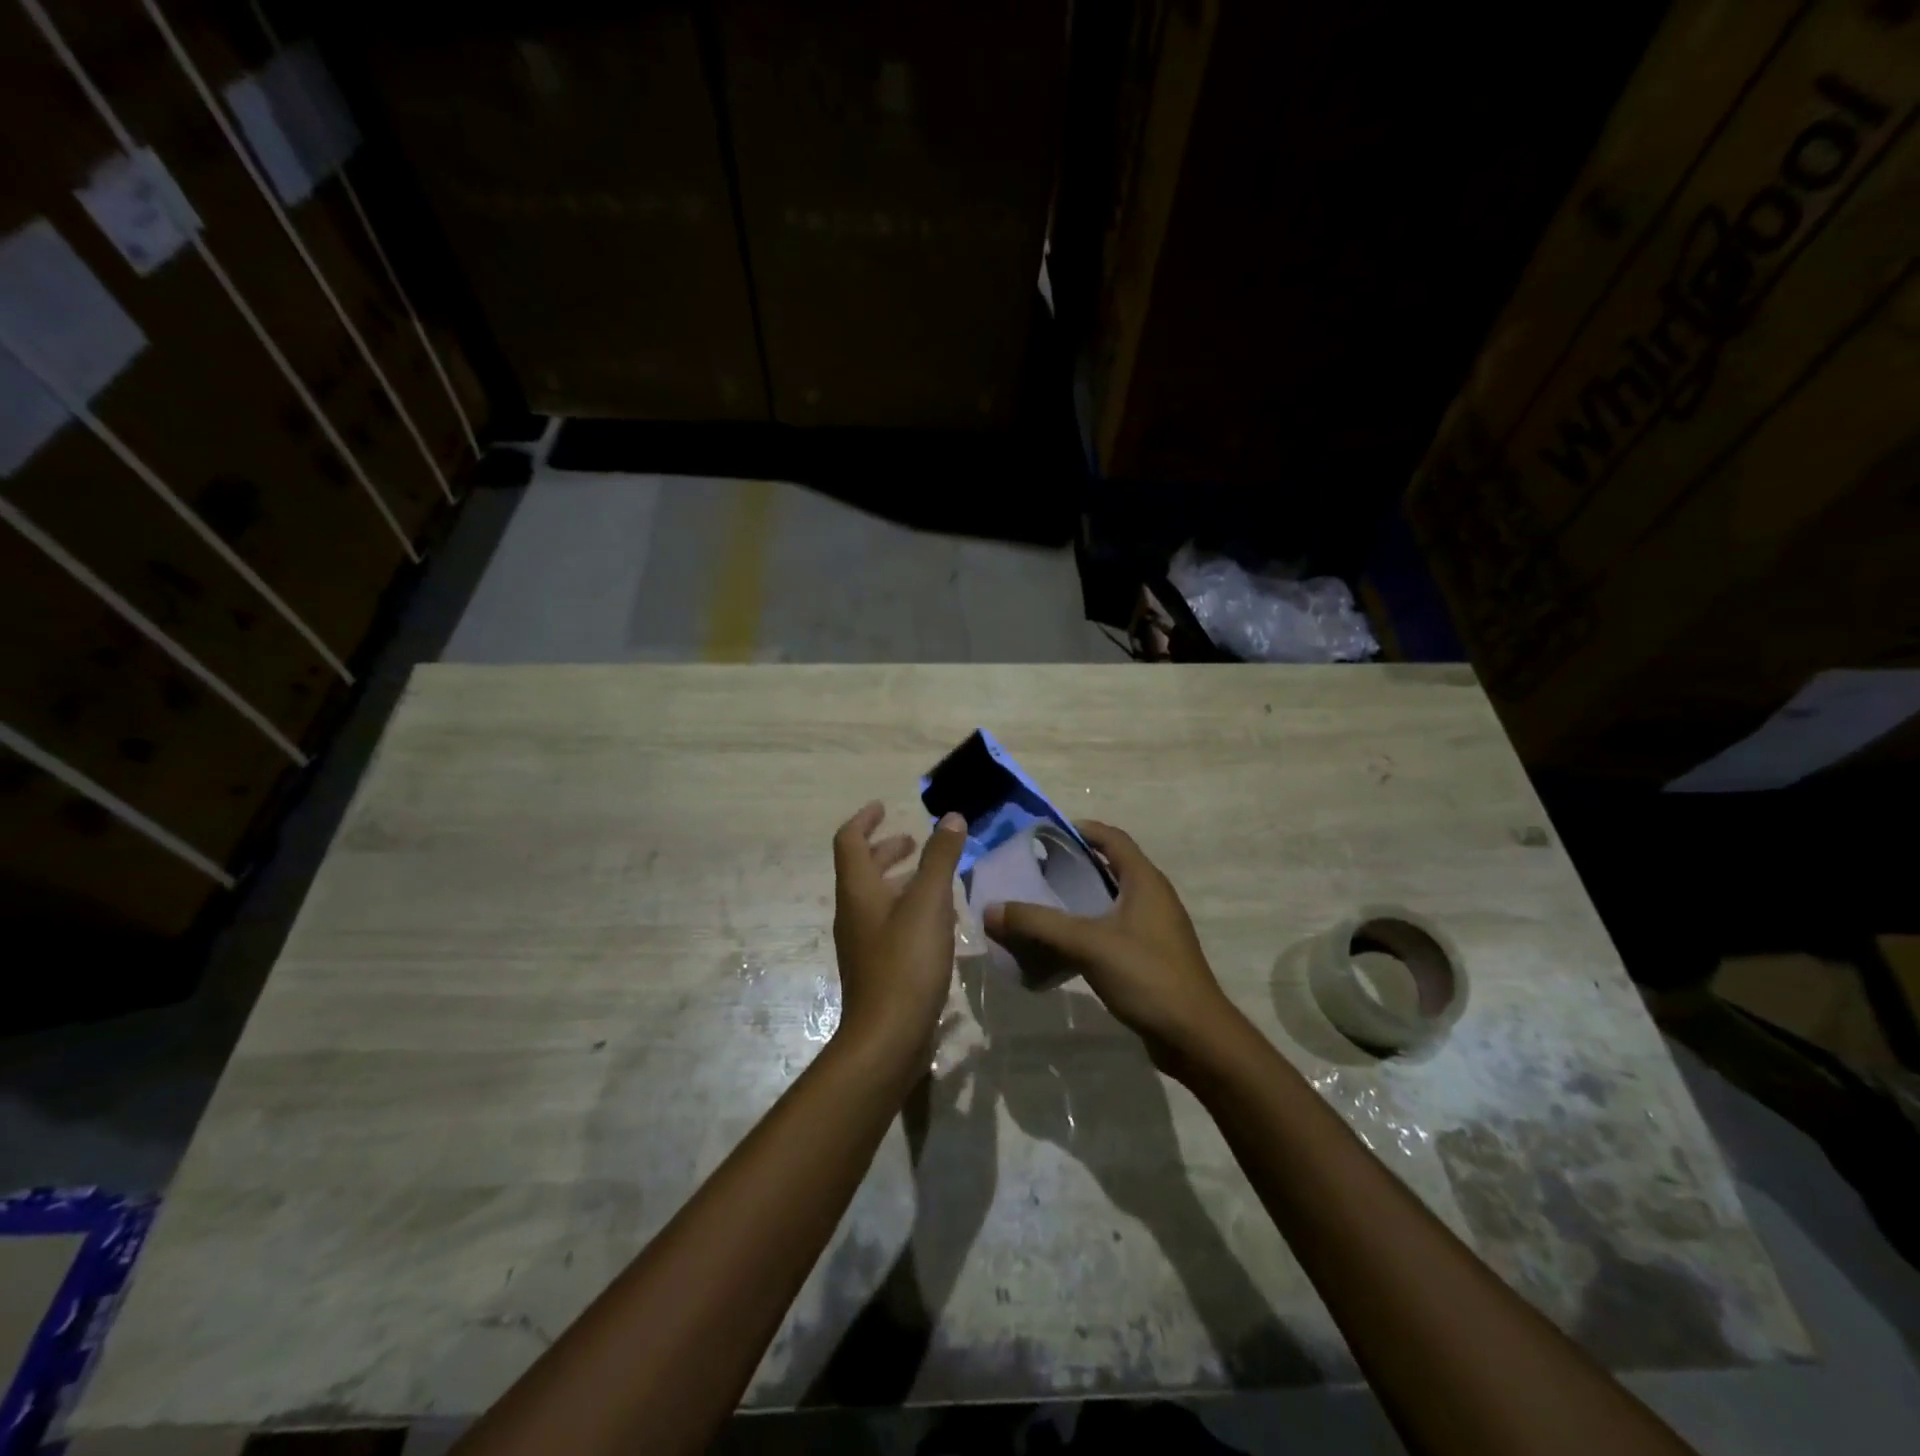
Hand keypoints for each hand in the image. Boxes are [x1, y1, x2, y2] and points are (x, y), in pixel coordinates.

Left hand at [832, 802, 967, 1065]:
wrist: (888, 1036)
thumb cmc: (906, 960)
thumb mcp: (929, 902)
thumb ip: (940, 857)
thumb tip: (950, 817)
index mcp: (858, 890)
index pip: (849, 840)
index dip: (865, 820)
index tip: (883, 807)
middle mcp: (853, 912)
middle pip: (862, 869)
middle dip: (886, 849)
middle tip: (913, 841)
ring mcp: (862, 942)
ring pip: (877, 897)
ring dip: (899, 879)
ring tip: (932, 876)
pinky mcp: (877, 967)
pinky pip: (888, 923)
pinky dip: (907, 907)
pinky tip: (936, 919)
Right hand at [982, 821, 1238, 1066]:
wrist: (1194, 1036)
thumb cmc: (1146, 975)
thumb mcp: (1087, 943)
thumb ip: (1038, 924)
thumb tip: (991, 910)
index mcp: (1145, 880)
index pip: (1112, 838)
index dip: (1081, 829)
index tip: (1044, 834)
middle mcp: (1153, 896)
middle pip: (1110, 867)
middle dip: (1073, 864)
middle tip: (1034, 870)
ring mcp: (1154, 928)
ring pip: (1111, 900)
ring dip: (1079, 898)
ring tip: (1041, 904)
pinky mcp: (1151, 955)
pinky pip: (1114, 928)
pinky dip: (1088, 926)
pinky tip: (1062, 943)